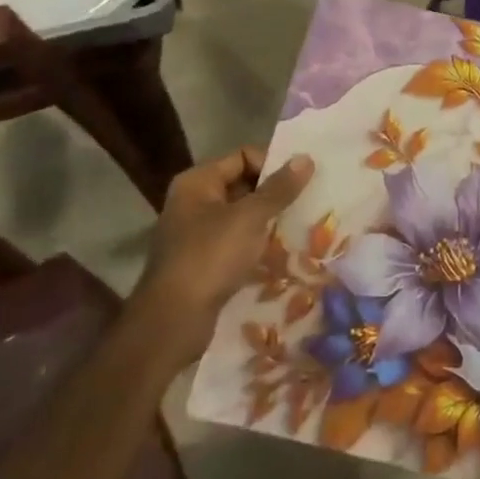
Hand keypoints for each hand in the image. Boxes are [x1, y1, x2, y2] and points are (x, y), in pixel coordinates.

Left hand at [139, 148, 315, 336]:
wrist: (172, 323)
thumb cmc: (210, 258)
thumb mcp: (250, 218)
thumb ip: (279, 188)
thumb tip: (306, 157)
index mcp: (198, 182)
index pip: (243, 156)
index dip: (272, 164)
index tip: (301, 180)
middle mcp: (193, 202)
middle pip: (242, 184)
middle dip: (274, 194)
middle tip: (307, 201)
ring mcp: (196, 233)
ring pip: (241, 216)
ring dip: (268, 221)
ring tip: (300, 225)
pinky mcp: (202, 262)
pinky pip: (236, 242)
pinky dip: (256, 244)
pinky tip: (282, 252)